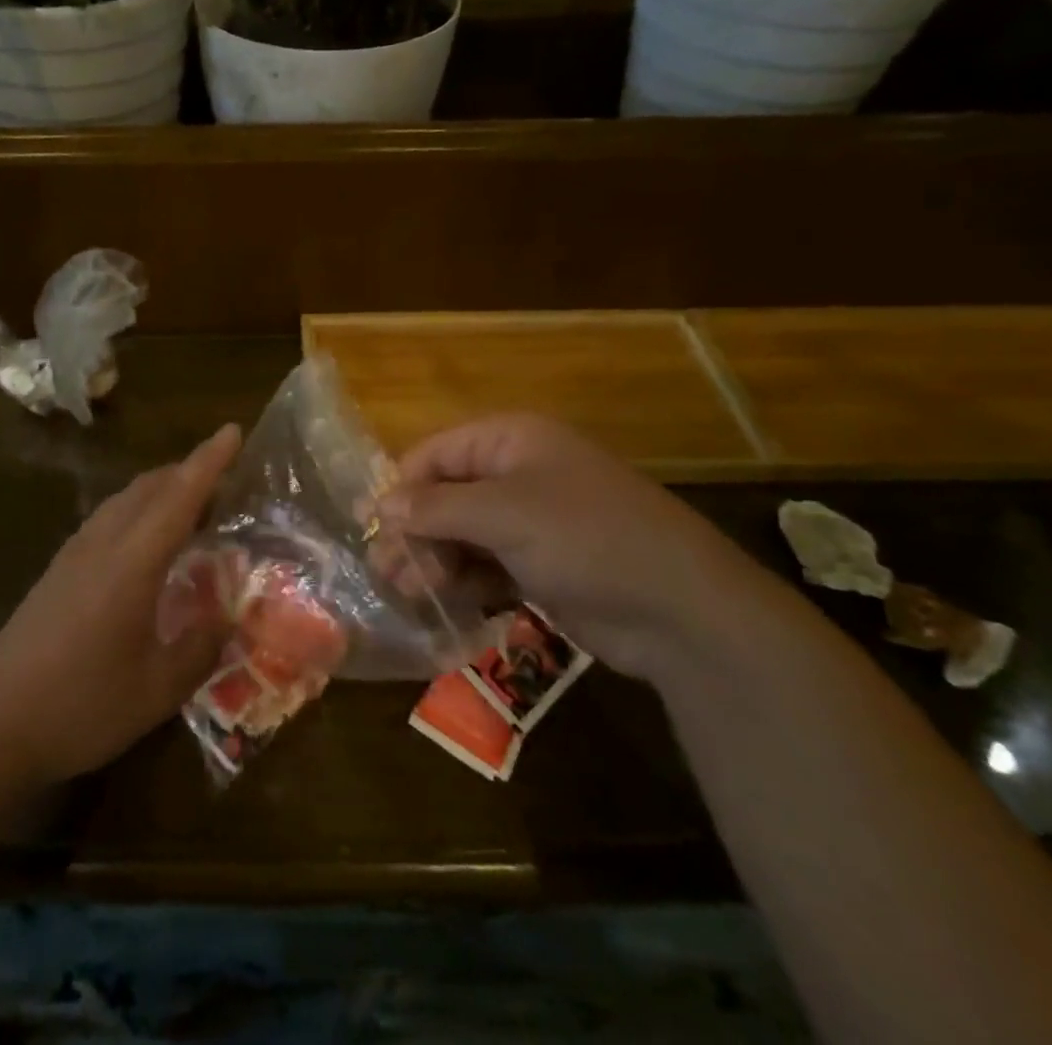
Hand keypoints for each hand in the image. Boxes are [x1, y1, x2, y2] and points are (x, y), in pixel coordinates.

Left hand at [0, 424, 241, 787]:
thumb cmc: (80, 707)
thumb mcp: (156, 691)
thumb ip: (199, 649)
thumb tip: (226, 619)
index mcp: (131, 563)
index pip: (179, 497)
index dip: (209, 461)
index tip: (233, 431)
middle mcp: (102, 544)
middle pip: (149, 487)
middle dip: (188, 472)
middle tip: (226, 482)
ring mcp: (73, 555)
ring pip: (124, 500)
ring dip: (161, 490)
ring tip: (192, 508)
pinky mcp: (57, 571)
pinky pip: (107, 519)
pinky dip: (137, 511)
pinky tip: (146, 544)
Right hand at [379, 415, 773, 680]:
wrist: (680, 610)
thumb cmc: (585, 538)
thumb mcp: (504, 514)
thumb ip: (436, 508)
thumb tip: (381, 506)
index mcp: (512, 441)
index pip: (436, 454)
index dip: (401, 488)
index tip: (371, 527)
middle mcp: (519, 473)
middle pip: (446, 496)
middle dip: (415, 531)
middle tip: (387, 572)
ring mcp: (532, 521)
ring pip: (463, 534)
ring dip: (434, 560)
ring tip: (410, 593)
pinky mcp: (542, 564)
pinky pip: (487, 565)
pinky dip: (464, 582)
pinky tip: (443, 604)